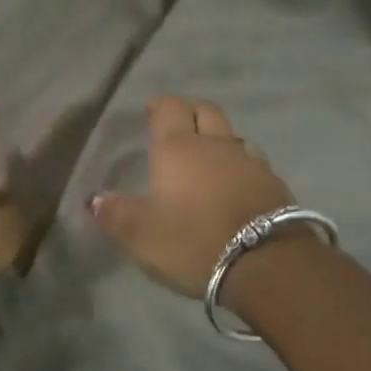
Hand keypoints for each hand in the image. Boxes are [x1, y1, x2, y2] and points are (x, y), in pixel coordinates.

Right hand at [91, 96, 294, 299]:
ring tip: (207, 160)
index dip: (160, 106)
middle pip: (206, 111)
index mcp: (178, 148)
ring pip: (232, 137)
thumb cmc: (193, 241)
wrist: (267, 264)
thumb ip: (114, 214)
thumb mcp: (140, 235)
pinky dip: (239, 168)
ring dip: (218, 141)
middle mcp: (216, 145)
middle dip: (190, 113)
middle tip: (178, 128)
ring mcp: (250, 162)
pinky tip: (234, 187)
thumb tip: (94, 199)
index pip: (170, 108)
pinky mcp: (275, 185)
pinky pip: (252, 164)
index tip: (151, 113)